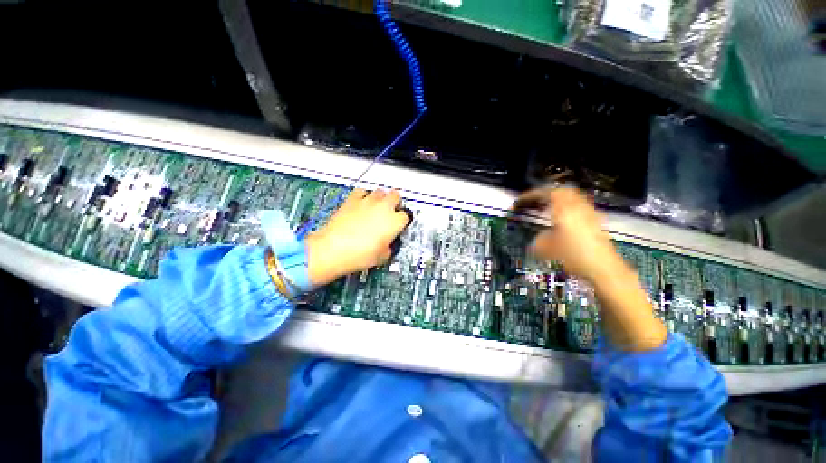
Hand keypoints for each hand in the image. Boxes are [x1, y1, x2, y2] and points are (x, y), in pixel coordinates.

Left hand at [305, 188, 409, 286]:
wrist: (333, 250)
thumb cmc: (358, 255)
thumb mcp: (381, 257)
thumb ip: (389, 247)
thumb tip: (387, 245)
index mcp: (394, 222)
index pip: (406, 216)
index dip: (403, 221)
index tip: (399, 225)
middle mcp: (383, 207)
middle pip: (396, 196)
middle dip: (395, 203)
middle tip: (390, 212)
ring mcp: (367, 201)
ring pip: (380, 191)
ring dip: (381, 198)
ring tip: (376, 207)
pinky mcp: (352, 199)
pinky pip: (362, 191)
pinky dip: (363, 195)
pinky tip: (361, 203)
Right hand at [516, 187, 666, 350]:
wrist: (605, 270)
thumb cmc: (574, 257)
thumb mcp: (547, 250)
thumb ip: (538, 241)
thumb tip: (536, 241)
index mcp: (563, 211)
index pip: (546, 193)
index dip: (531, 194)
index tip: (520, 200)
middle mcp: (577, 208)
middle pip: (562, 190)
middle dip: (546, 193)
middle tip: (535, 200)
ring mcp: (589, 213)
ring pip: (573, 197)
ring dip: (558, 199)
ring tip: (547, 207)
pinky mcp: (596, 221)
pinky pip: (579, 206)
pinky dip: (568, 206)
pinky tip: (563, 218)